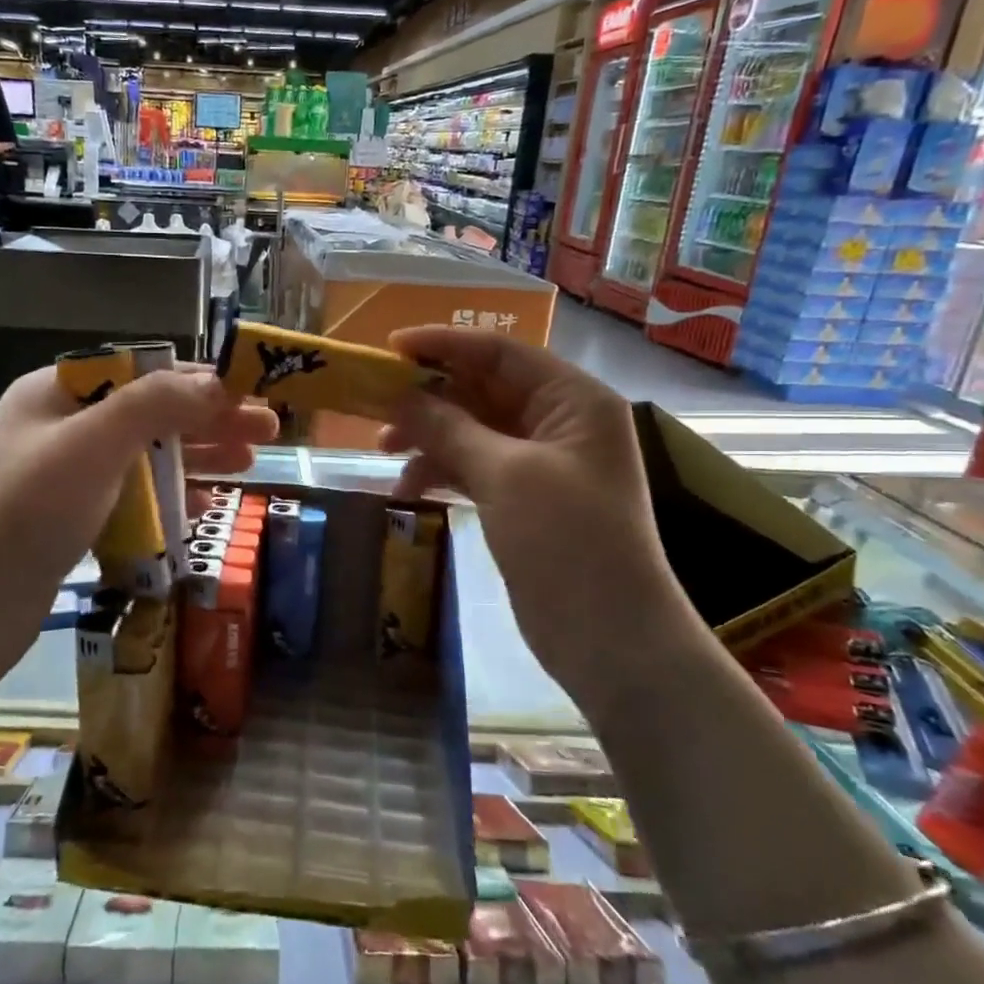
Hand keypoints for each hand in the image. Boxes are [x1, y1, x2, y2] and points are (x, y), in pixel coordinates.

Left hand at [0, 363, 277, 695]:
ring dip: (196, 458)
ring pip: (144, 456)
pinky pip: (132, 498)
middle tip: (267, 433)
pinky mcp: (71, 520)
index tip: (251, 394)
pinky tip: (206, 509)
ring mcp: (64, 476)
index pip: (140, 371)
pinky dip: (170, 499)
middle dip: (208, 421)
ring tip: (249, 466)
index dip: (198, 380)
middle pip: (148, 413)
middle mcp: (60, 427)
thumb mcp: (92, 446)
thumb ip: (154, 405)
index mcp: (56, 393)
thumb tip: (216, 381)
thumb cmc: (27, 514)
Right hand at [379, 326, 698, 695]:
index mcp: (572, 400)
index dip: (444, 345)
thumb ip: (449, 428)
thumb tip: (400, 397)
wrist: (609, 637)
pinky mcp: (522, 498)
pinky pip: (474, 467)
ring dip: (429, 436)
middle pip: (483, 389)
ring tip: (383, 451)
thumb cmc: (567, 541)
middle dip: (430, 396)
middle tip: (375, 405)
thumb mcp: (505, 475)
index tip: (389, 349)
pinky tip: (408, 488)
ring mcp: (541, 463)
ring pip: (473, 429)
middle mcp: (559, 422)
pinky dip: (441, 471)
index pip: (501, 353)